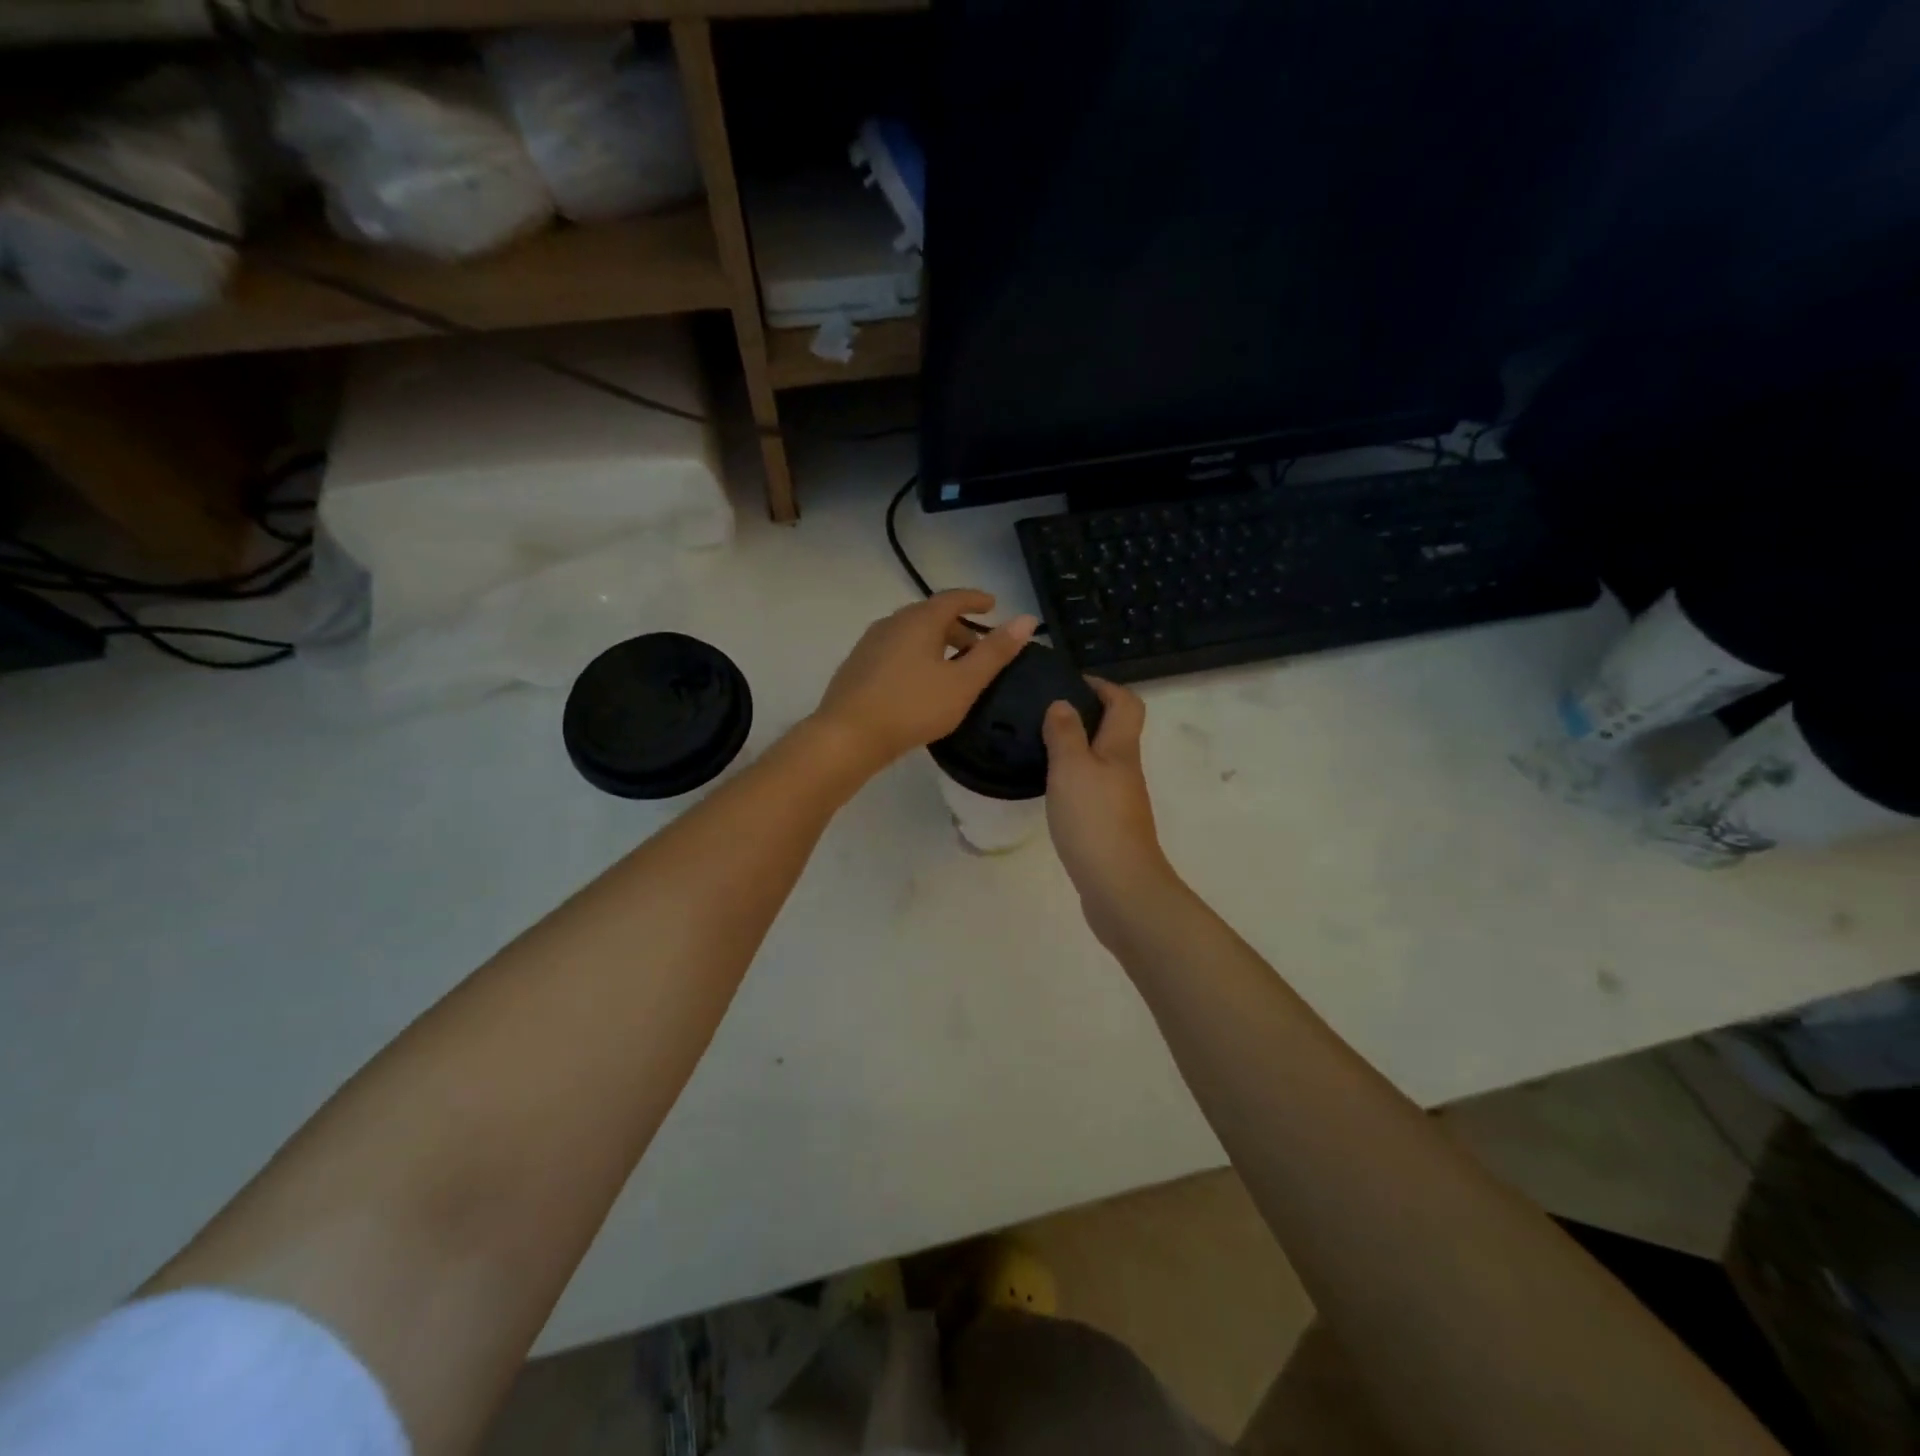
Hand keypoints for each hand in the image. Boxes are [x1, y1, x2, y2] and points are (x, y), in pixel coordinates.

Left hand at [813, 591, 1037, 775]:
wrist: (847, 736)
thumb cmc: (912, 707)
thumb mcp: (963, 683)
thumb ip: (995, 652)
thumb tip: (1026, 619)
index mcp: (919, 620)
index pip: (953, 598)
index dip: (976, 599)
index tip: (993, 604)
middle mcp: (892, 622)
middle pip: (930, 615)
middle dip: (958, 626)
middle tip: (979, 647)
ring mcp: (870, 643)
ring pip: (911, 633)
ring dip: (936, 642)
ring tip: (953, 668)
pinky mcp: (858, 666)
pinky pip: (895, 649)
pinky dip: (916, 655)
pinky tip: (920, 683)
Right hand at [1042, 680, 1178, 937]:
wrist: (1120, 887)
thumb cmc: (1095, 820)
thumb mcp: (1071, 769)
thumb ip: (1065, 734)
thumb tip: (1062, 703)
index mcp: (1121, 749)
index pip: (1125, 703)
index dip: (1104, 686)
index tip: (1071, 682)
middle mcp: (1126, 771)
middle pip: (1116, 731)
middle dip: (1087, 716)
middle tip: (1046, 715)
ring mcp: (1121, 801)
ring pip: (1103, 761)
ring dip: (1079, 749)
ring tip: (1041, 748)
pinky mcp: (1110, 826)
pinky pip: (1093, 789)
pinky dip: (1075, 780)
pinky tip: (1051, 789)